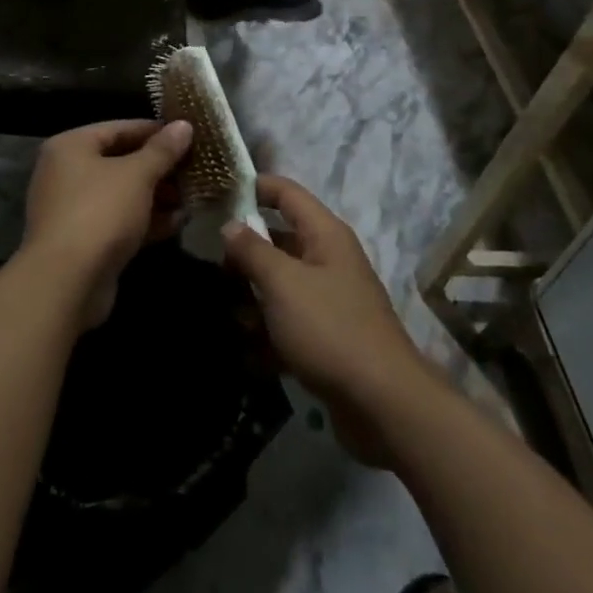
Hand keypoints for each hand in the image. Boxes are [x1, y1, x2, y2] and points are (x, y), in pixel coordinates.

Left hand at [23, 119, 192, 325]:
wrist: (66, 282)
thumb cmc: (100, 212)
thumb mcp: (137, 175)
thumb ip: (162, 150)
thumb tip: (184, 125)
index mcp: (71, 146)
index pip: (118, 128)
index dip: (154, 131)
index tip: (188, 135)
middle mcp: (66, 173)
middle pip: (120, 161)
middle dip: (158, 167)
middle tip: (194, 168)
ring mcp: (73, 209)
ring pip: (121, 194)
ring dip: (156, 195)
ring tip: (192, 196)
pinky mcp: (84, 241)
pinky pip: (119, 221)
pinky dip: (145, 220)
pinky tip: (178, 223)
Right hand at [220, 175, 429, 465]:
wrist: (383, 405)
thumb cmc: (330, 329)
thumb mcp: (282, 283)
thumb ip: (252, 250)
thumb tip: (230, 224)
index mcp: (325, 235)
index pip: (285, 192)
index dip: (253, 187)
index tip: (216, 194)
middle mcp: (329, 259)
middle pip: (280, 239)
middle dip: (245, 250)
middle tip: (209, 260)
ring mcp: (330, 300)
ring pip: (281, 283)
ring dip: (252, 295)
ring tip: (223, 309)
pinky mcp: (328, 337)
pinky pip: (289, 321)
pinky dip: (267, 330)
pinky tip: (244, 349)